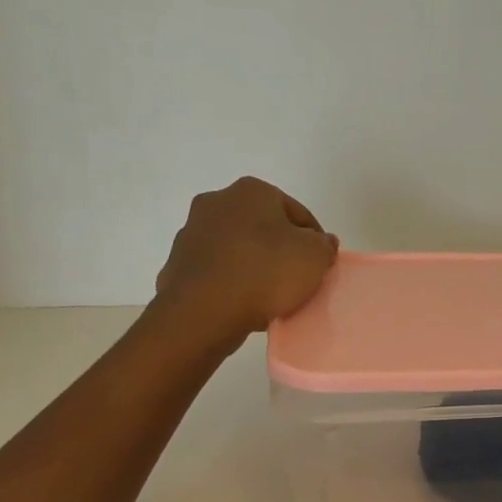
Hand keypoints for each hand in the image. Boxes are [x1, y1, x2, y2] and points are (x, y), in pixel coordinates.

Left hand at [154, 177, 338, 345]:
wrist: (204, 310)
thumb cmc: (265, 272)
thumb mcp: (315, 257)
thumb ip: (324, 245)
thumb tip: (321, 242)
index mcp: (252, 191)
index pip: (297, 212)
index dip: (315, 239)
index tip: (321, 264)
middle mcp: (217, 201)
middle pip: (263, 227)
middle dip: (280, 249)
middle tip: (297, 278)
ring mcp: (192, 232)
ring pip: (237, 248)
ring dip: (254, 264)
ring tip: (270, 295)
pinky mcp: (177, 264)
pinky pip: (216, 270)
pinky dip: (231, 282)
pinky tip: (243, 303)